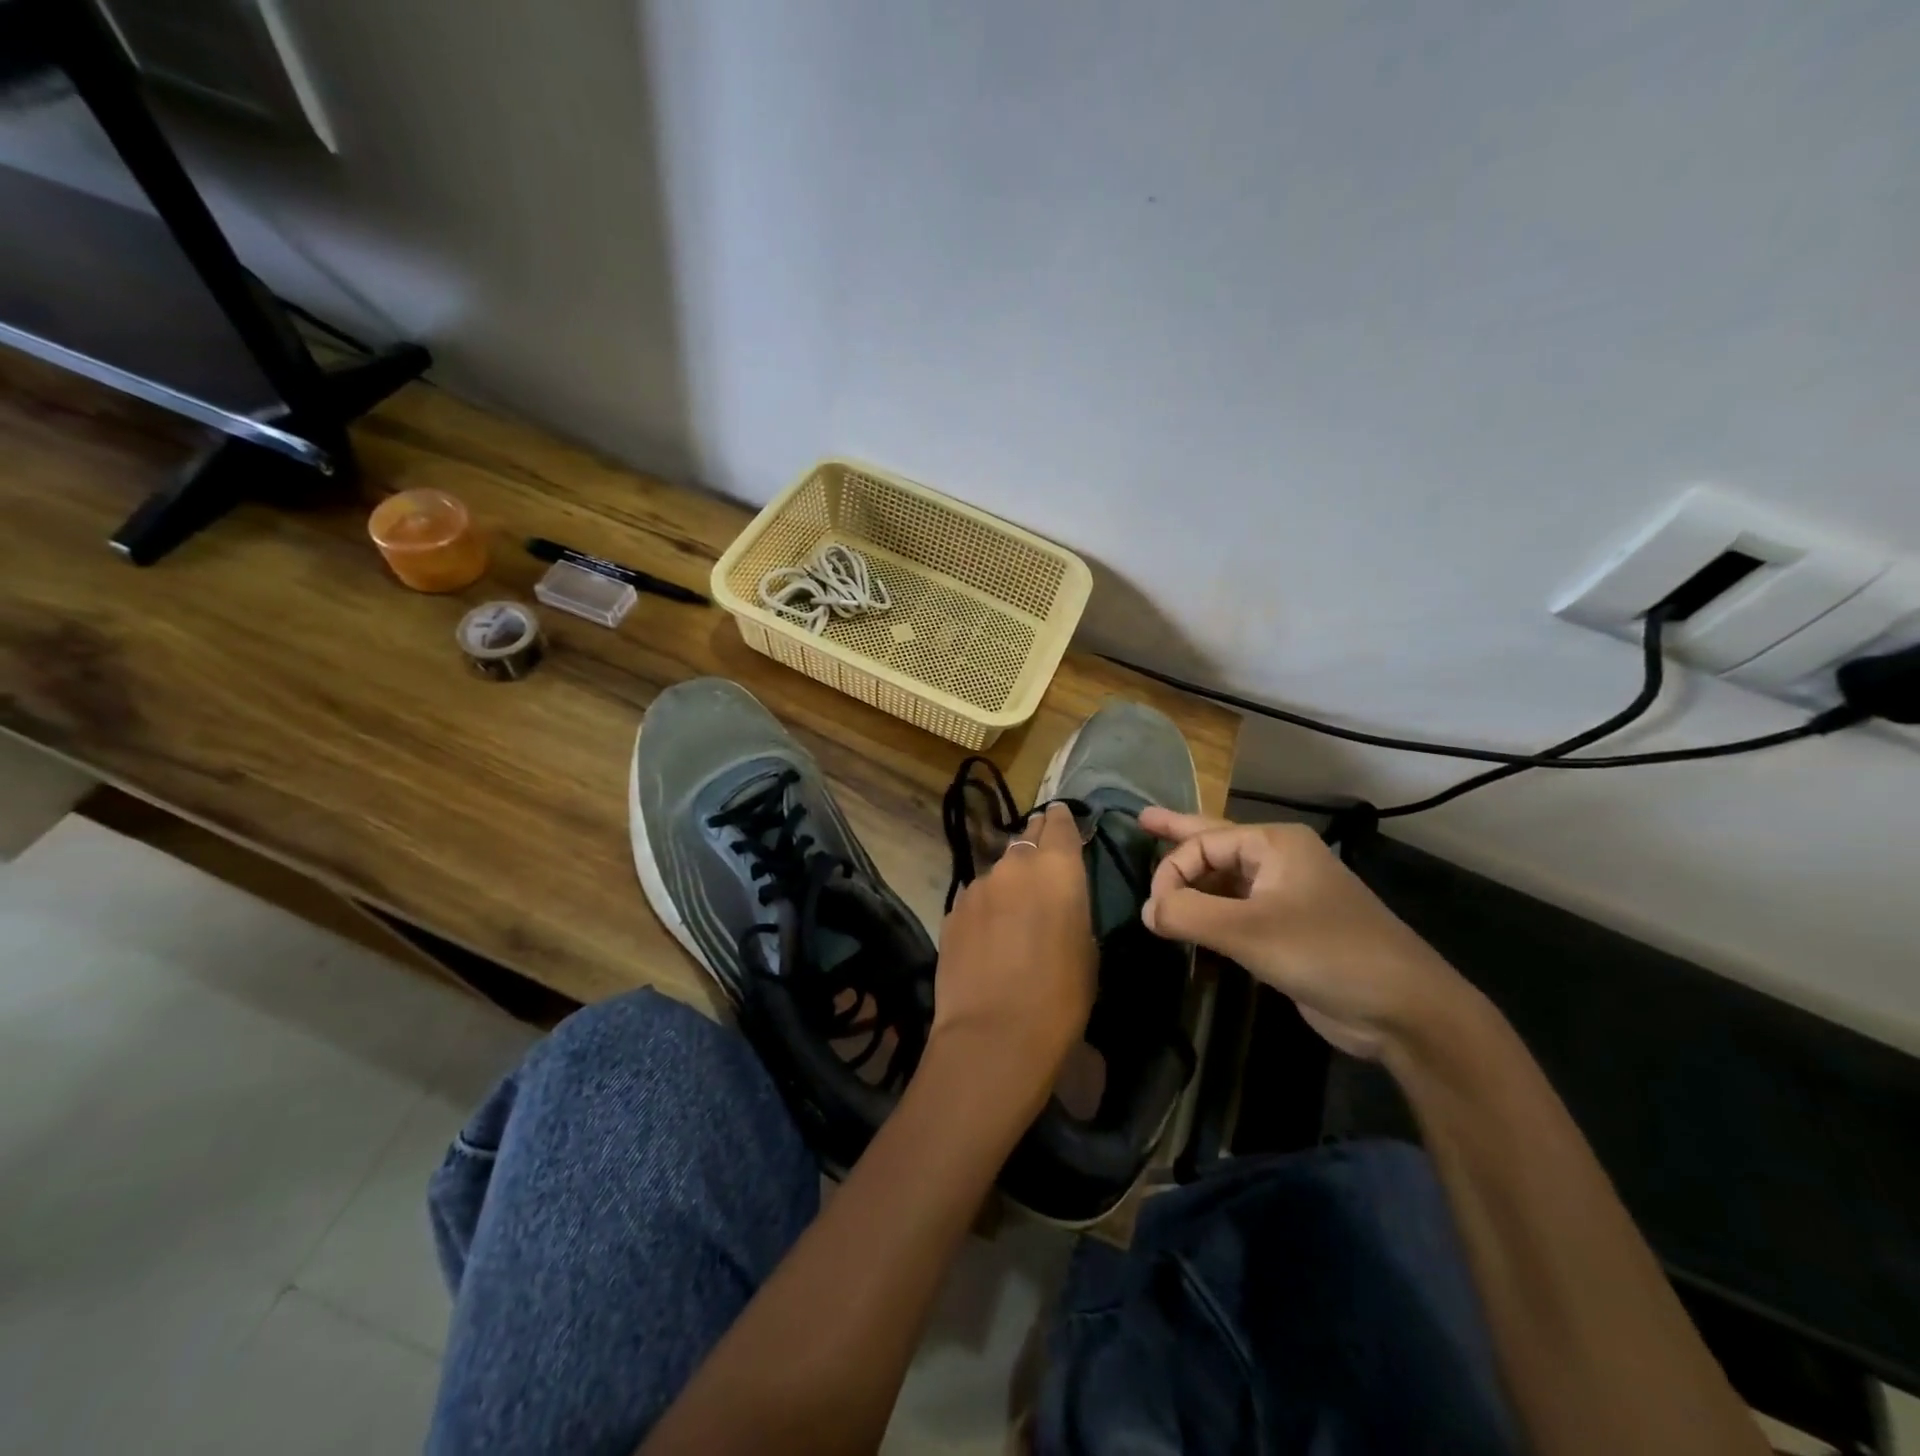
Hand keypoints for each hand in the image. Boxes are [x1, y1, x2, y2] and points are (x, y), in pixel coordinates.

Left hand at [931, 802, 1096, 1105]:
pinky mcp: (952, 910)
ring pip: (998, 872)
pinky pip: (977, 898)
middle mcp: (1014, 866)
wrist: (993, 1033)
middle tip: (1043, 859)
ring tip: (1015, 911)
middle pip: (1026, 840)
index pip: (1059, 824)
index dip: (1062, 820)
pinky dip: (986, 907)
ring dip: (1009, 882)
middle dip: (1035, 843)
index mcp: (1057, 869)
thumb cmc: (1060, 996)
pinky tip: (989, 935)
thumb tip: (1057, 902)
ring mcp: (978, 886)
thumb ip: (1071, 910)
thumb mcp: (1086, 950)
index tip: (1062, 817)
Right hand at [1138, 809, 1470, 1060]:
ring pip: (1225, 881)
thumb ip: (1189, 914)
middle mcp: (1280, 861)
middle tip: (1142, 819)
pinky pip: (1237, 911)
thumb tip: (1146, 910)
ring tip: (1158, 879)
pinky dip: (1210, 914)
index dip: (1171, 871)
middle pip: (1216, 843)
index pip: (1203, 843)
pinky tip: (1190, 921)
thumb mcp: (1249, 931)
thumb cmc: (1327, 953)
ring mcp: (1286, 896)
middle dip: (1178, 835)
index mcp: (1275, 844)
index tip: (1155, 911)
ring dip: (1193, 884)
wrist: (1404, 1010)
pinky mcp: (1288, 931)